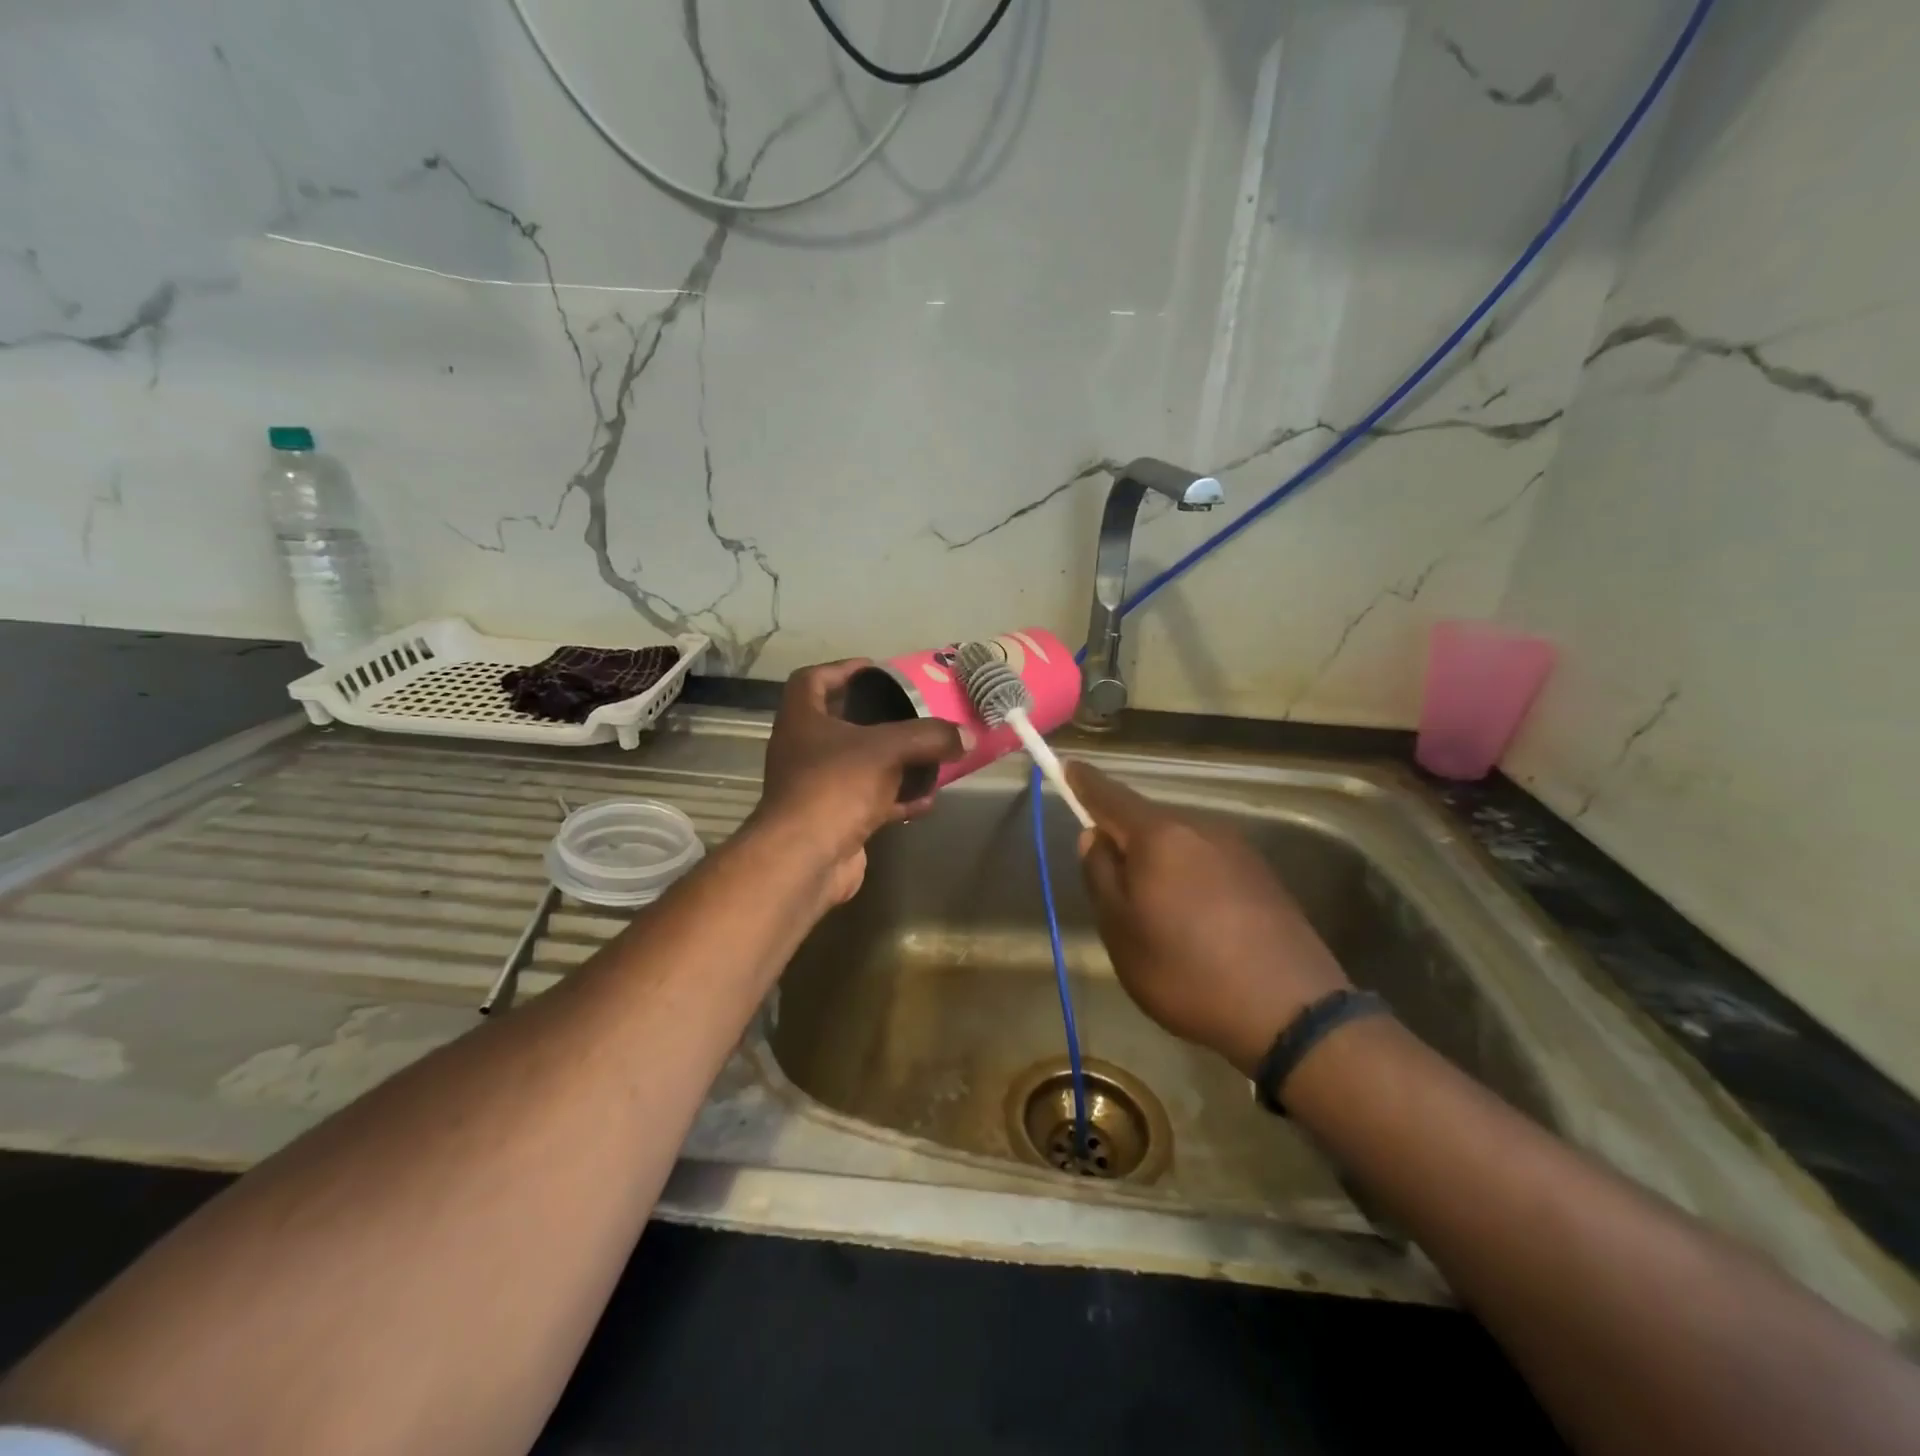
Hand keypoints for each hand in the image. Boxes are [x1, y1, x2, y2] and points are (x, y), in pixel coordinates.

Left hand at [753, 660, 962, 904]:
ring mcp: (816, 788)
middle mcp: (803, 750)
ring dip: (892, 761)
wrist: (806, 858)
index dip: (842, 669)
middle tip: (911, 710)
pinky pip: (869, 801)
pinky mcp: (833, 820)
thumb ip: (929, 736)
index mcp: (802, 720)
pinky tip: (927, 800)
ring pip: (859, 765)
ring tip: (928, 753)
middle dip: (876, 717)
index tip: (875, 669)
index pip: (812, 679)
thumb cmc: (836, 785)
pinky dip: (896, 799)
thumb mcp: (888, 749)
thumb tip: (966, 736)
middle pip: (840, 723)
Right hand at [1066, 761, 1351, 1078]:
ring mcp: (1237, 849)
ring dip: (1159, 861)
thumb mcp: (1121, 931)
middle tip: (1109, 880)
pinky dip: (1189, 877)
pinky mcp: (1263, 875)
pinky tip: (1195, 919)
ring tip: (1154, 911)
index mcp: (1159, 836)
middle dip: (1124, 837)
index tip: (1067, 766)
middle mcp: (1200, 828)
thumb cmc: (1187, 971)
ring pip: (1180, 843)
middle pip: (1148, 821)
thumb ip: (1100, 875)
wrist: (1291, 1011)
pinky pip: (1208, 862)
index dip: (1084, 782)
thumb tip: (1095, 835)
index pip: (1110, 796)